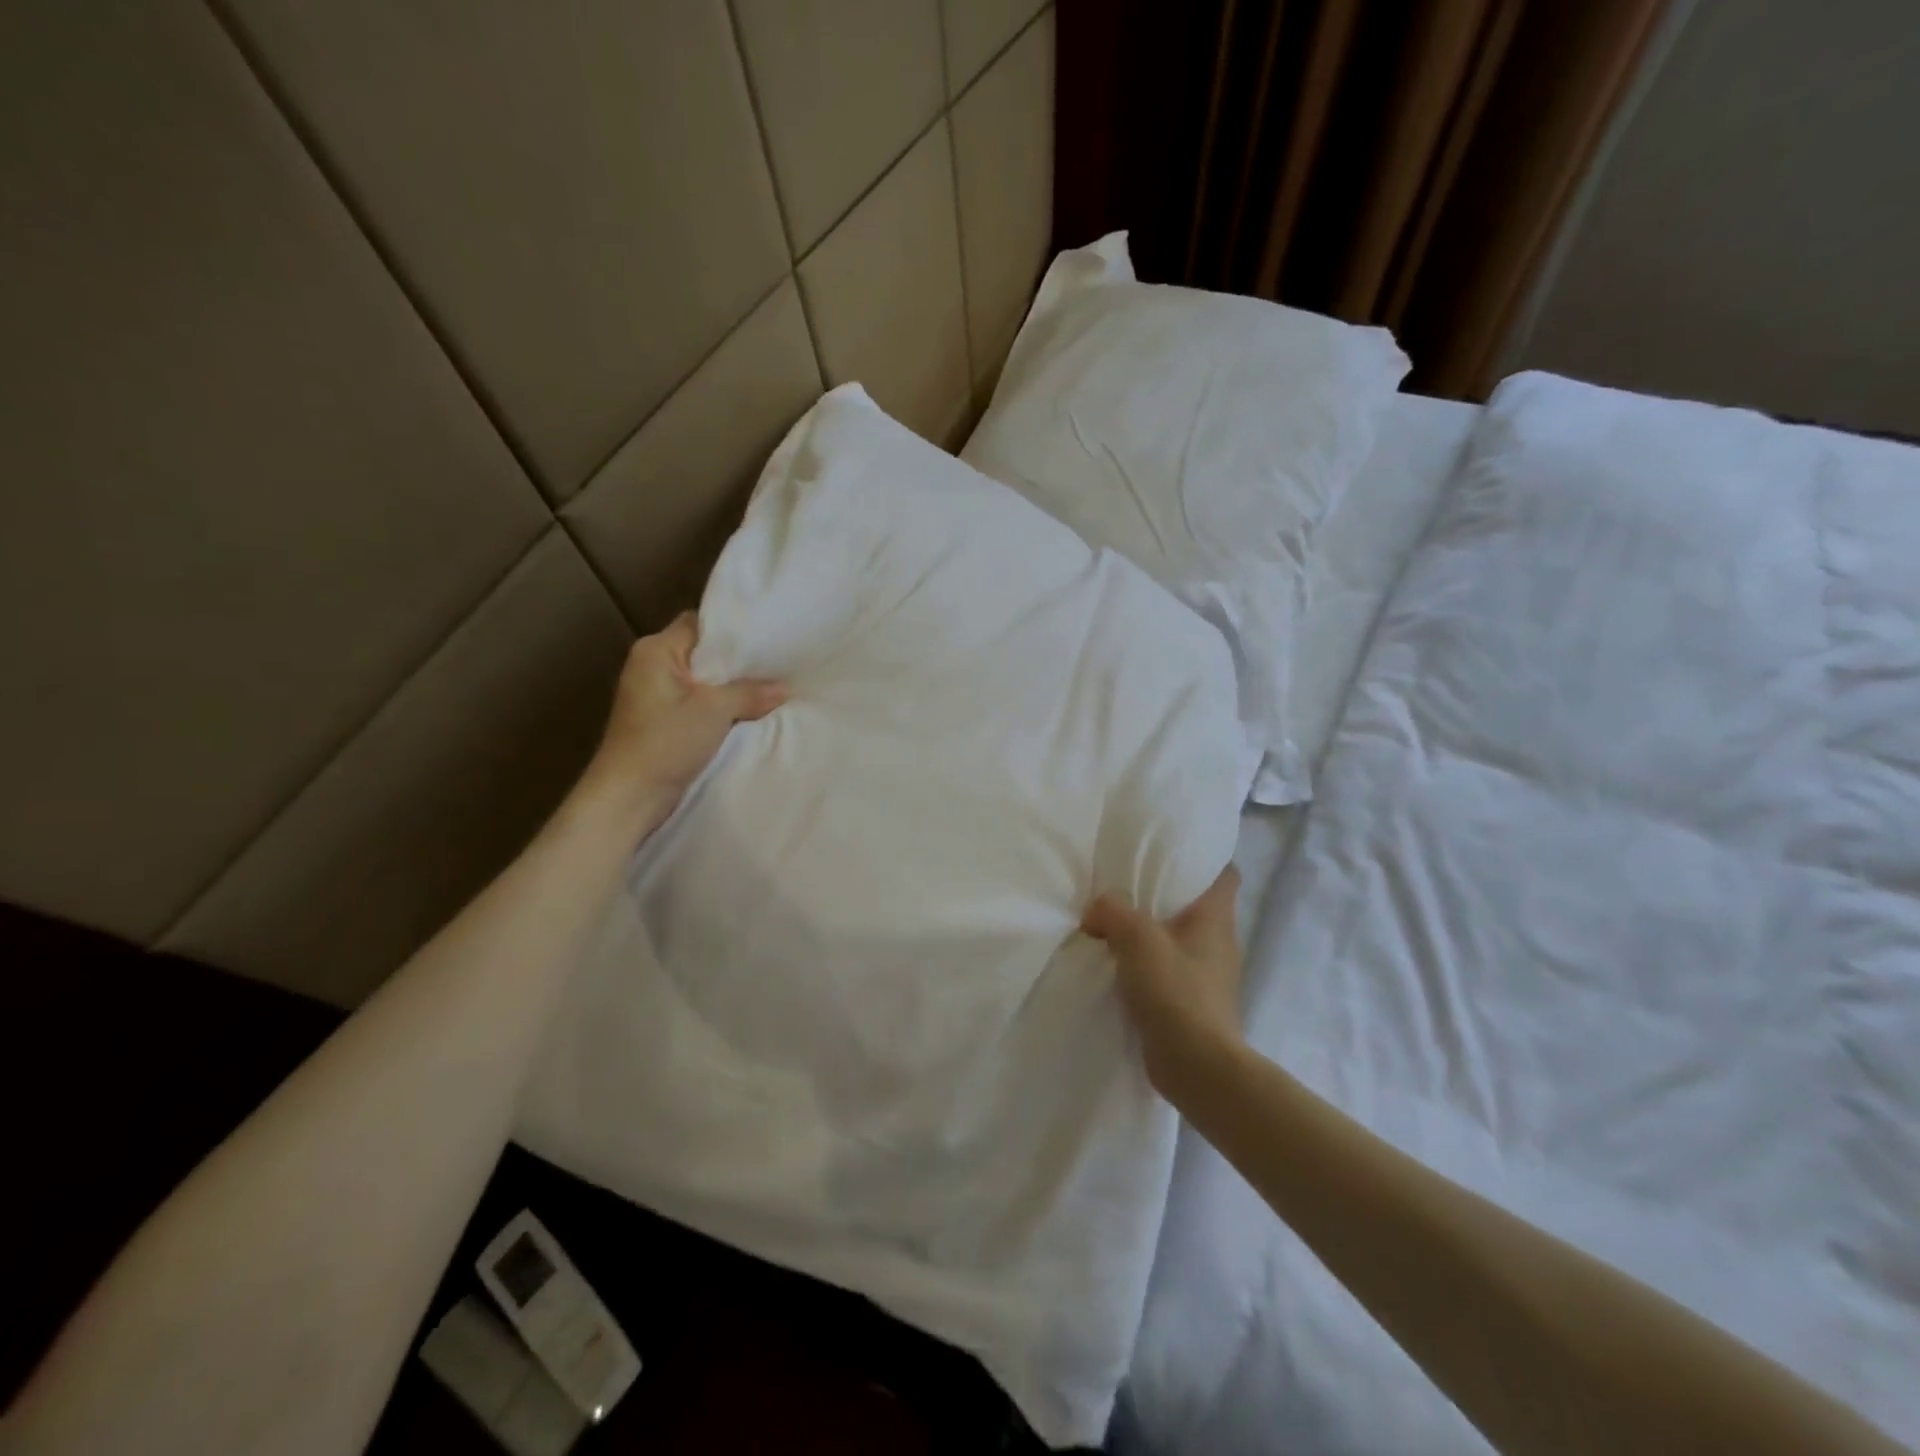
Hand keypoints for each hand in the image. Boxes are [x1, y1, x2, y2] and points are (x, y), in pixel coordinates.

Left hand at [586, 612, 784, 818]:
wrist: (629, 797)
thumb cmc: (665, 742)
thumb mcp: (714, 711)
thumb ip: (750, 693)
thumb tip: (783, 688)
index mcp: (656, 650)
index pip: (699, 623)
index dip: (733, 628)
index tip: (768, 637)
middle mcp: (652, 666)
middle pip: (703, 652)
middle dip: (737, 661)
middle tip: (776, 663)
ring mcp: (656, 695)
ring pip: (704, 681)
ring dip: (731, 688)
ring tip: (770, 686)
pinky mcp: (663, 721)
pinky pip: (699, 704)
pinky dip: (721, 708)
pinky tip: (750, 713)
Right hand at [1083, 867, 1244, 1093]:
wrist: (1198, 1067)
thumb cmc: (1176, 992)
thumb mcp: (1137, 939)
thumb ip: (1112, 912)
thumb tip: (1096, 909)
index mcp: (1216, 918)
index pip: (1225, 875)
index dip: (1204, 860)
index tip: (1173, 854)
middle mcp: (1220, 942)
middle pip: (1196, 906)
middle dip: (1166, 897)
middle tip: (1127, 887)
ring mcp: (1209, 976)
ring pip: (1180, 940)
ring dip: (1153, 934)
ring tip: (1115, 927)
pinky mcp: (1194, 1004)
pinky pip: (1169, 971)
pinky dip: (1148, 966)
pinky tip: (1120, 968)